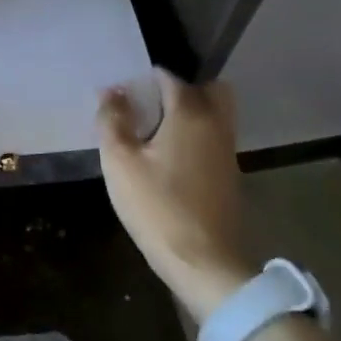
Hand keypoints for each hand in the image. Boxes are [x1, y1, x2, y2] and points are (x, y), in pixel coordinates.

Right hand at [98, 72, 256, 322]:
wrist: (204, 262)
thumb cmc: (157, 207)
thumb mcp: (120, 162)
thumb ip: (113, 121)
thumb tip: (111, 92)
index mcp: (190, 114)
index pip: (169, 78)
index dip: (143, 80)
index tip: (122, 93)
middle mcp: (216, 124)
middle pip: (207, 89)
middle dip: (179, 89)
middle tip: (149, 105)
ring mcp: (227, 150)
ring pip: (215, 114)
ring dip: (189, 112)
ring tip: (154, 131)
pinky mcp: (229, 175)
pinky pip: (213, 137)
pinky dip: (195, 135)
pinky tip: (168, 156)